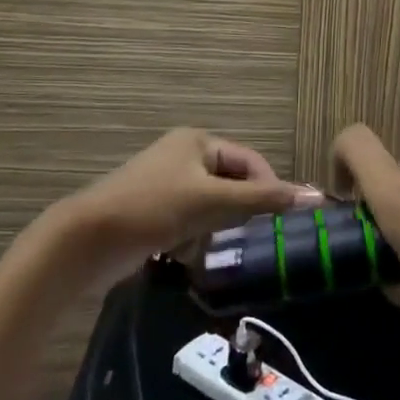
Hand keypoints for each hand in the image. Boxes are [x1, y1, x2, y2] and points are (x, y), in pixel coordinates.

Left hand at [54, 128, 319, 282]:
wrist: (84, 242)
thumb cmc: (153, 208)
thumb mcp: (213, 201)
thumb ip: (263, 199)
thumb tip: (315, 197)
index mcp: (198, 141)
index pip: (251, 161)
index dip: (270, 189)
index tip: (283, 223)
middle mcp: (183, 156)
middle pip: (232, 183)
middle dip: (242, 212)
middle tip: (254, 241)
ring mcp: (166, 185)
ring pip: (212, 207)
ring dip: (219, 229)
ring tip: (221, 251)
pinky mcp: (152, 213)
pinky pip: (190, 223)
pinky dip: (196, 240)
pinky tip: (191, 257)